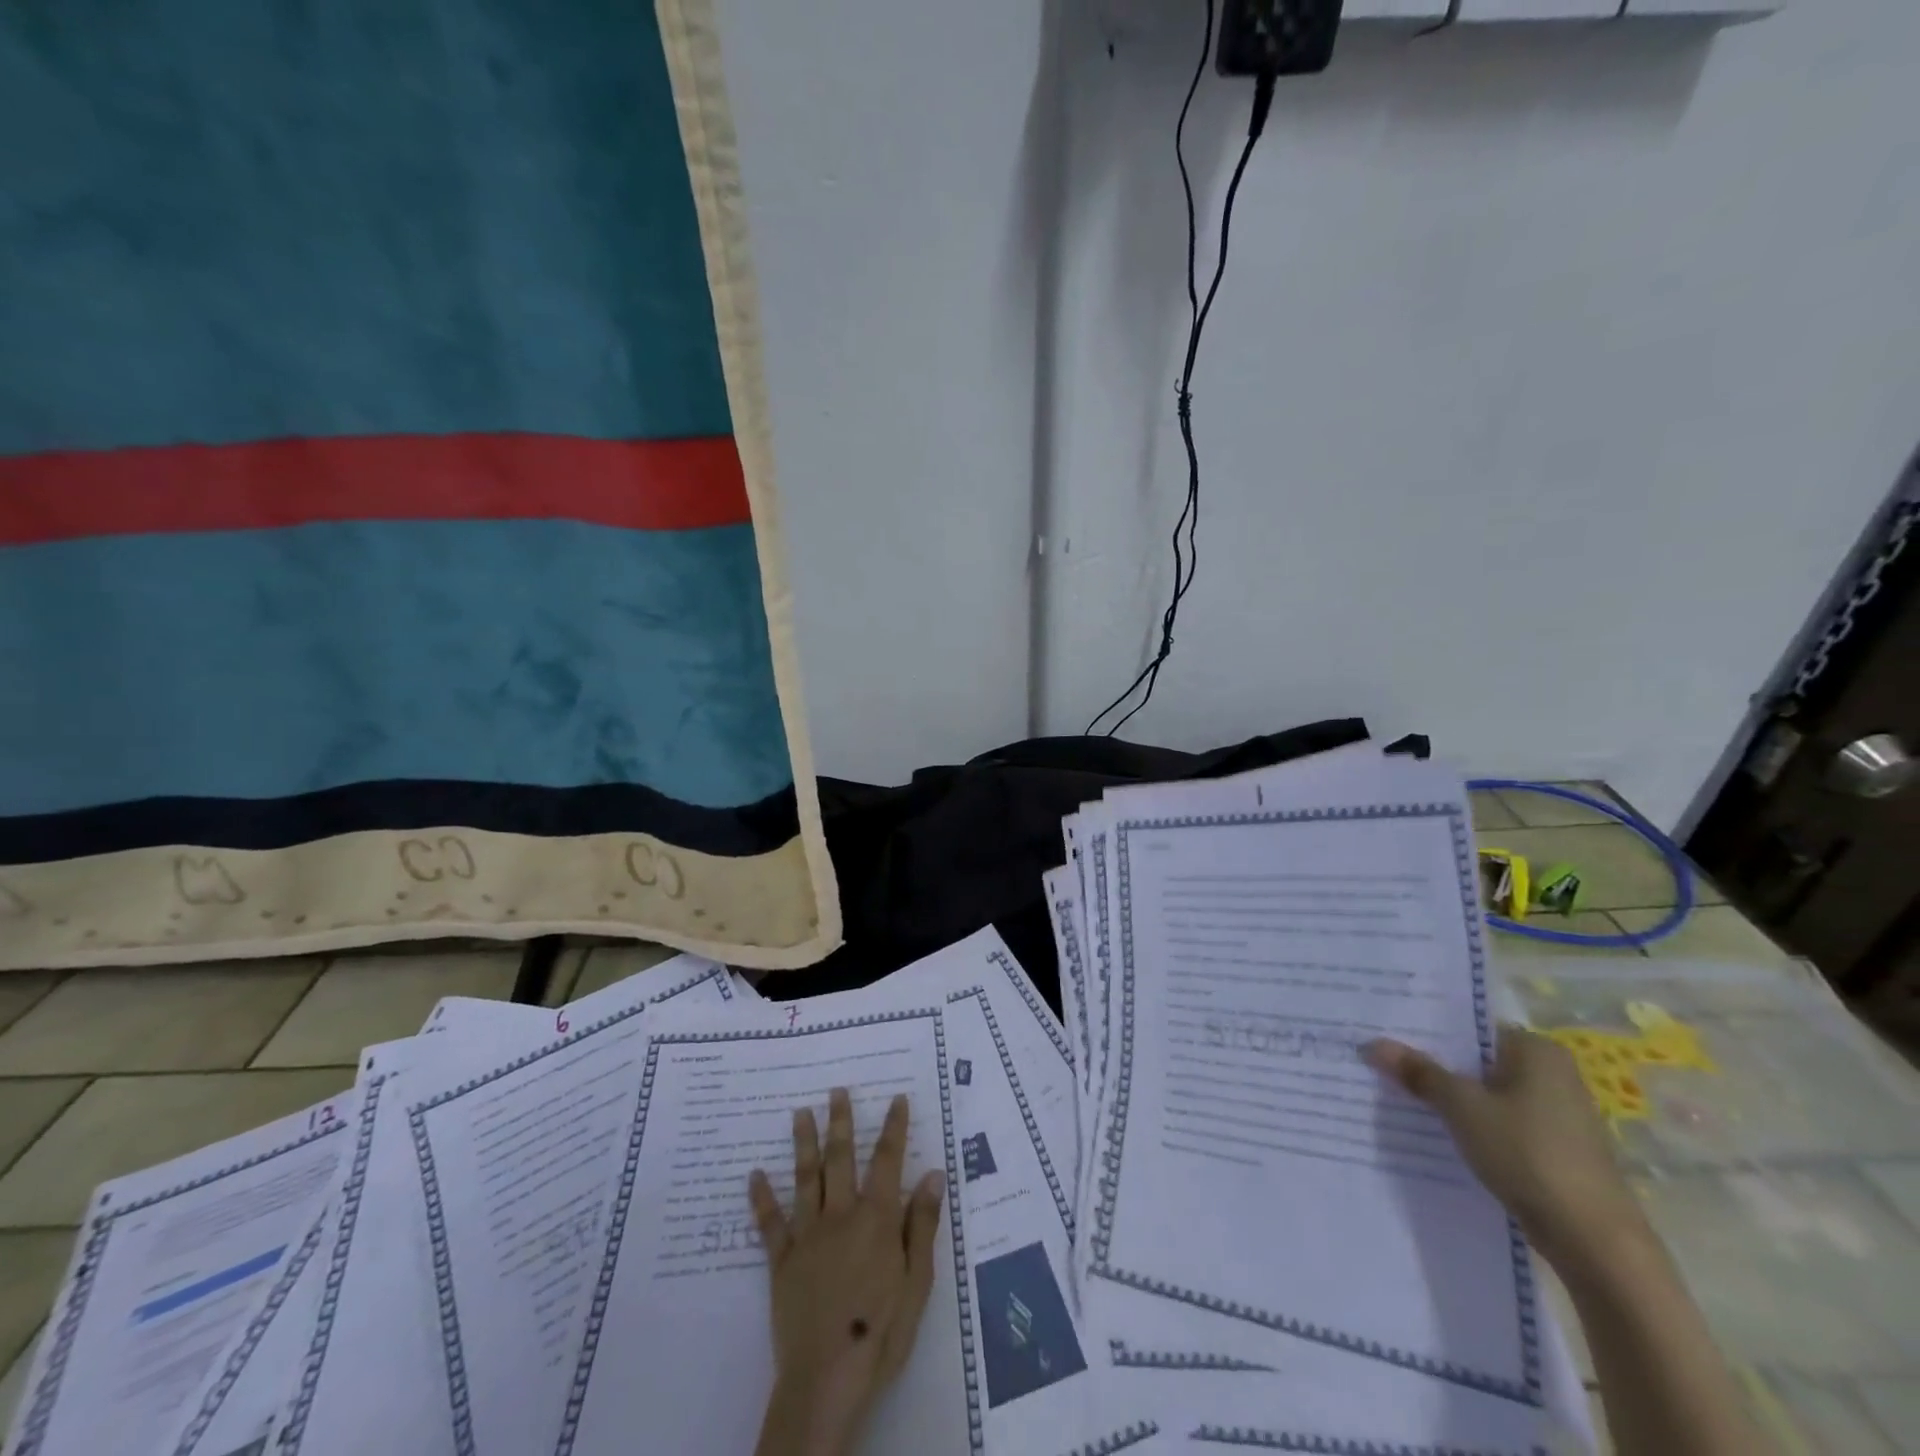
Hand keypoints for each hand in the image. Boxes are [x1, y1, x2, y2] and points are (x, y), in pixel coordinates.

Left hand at [749, 1088, 945, 1455]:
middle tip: (836, 1090)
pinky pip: (770, 1224)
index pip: (887, 1161)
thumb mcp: (917, 1283)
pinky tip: (754, 1175)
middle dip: (840, 1122)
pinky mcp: (782, 1262)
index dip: (893, 1127)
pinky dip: (761, 1198)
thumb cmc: (881, 1334)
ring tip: (800, 1113)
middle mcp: (841, 1215)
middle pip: (841, 1159)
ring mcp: (808, 1236)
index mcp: (877, 1219)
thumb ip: (922, 1225)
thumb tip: (932, 1173)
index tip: (895, 1098)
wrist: (826, 1380)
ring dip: (803, 1143)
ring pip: (805, 1179)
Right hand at [1363, 1025, 1652, 1274]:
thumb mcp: (1461, 1107)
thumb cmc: (1528, 1153)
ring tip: (1401, 1094)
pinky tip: (1439, 1131)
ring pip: (1489, 1093)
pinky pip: (1502, 1121)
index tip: (1388, 1034)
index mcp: (1537, 1049)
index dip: (1427, 1030)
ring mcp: (1559, 1113)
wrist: (1595, 1241)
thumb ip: (1419, 1072)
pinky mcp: (1557, 1148)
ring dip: (1452, 1097)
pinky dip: (1474, 1124)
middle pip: (1478, 1060)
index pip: (1470, 1027)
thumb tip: (1372, 1044)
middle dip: (1435, 1064)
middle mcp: (1554, 1073)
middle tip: (1384, 1061)